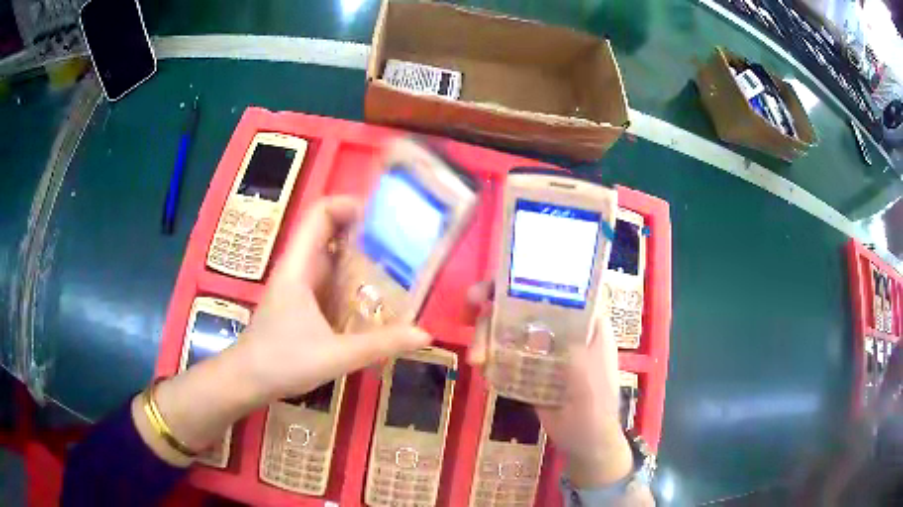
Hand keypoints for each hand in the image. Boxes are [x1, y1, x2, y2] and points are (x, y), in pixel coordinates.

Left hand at [238, 195, 431, 401]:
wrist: (247, 381)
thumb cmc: (282, 362)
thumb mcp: (335, 355)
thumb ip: (379, 345)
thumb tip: (424, 334)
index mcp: (299, 267)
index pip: (320, 213)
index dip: (349, 205)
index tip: (384, 217)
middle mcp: (298, 268)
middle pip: (329, 230)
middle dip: (364, 230)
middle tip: (401, 242)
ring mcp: (298, 284)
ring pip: (331, 255)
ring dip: (360, 254)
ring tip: (396, 264)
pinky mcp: (301, 301)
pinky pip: (329, 277)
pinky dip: (351, 277)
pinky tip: (374, 296)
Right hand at [467, 282, 633, 487]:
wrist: (584, 440)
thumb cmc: (595, 406)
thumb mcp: (589, 376)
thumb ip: (573, 349)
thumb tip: (547, 323)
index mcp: (585, 321)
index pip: (557, 286)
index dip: (528, 275)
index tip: (501, 277)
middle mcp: (563, 328)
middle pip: (526, 303)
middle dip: (497, 303)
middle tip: (471, 306)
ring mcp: (544, 348)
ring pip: (510, 327)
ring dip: (488, 335)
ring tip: (476, 360)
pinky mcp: (529, 366)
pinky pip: (505, 351)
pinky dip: (490, 354)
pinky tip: (482, 367)